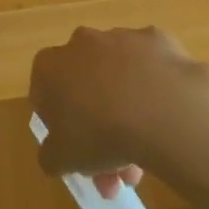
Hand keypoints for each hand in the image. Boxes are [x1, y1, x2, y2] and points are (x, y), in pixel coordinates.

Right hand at [28, 26, 208, 199]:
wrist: (161, 107)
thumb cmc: (100, 133)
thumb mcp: (62, 159)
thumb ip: (50, 155)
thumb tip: (55, 153)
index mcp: (50, 66)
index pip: (44, 95)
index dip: (58, 126)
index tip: (75, 151)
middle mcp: (81, 42)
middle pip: (85, 88)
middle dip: (97, 129)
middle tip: (115, 171)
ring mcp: (120, 36)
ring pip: (118, 79)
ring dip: (126, 113)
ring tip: (145, 161)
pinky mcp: (155, 39)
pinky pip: (150, 69)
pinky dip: (153, 91)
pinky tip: (164, 121)